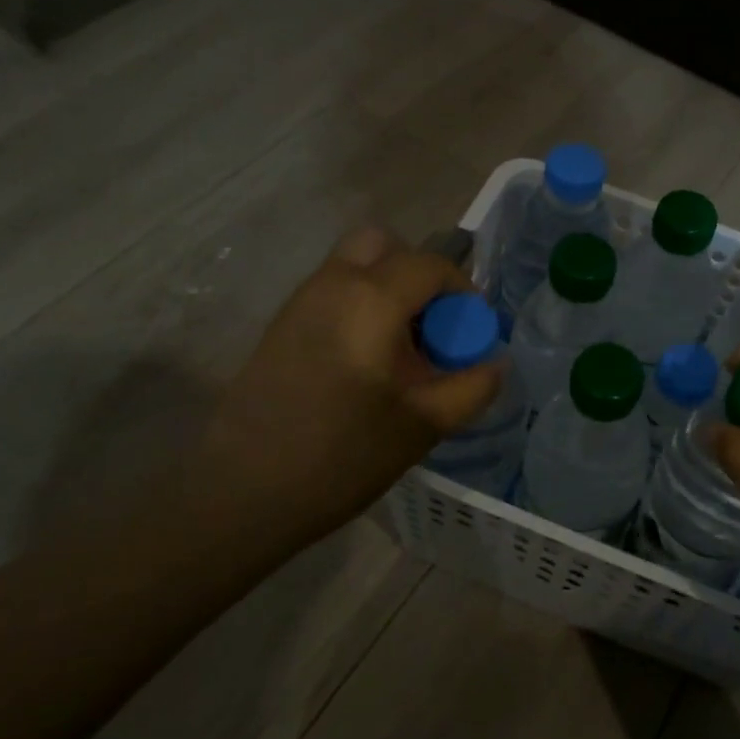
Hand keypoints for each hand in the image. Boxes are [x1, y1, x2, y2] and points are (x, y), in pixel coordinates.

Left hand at [183, 227, 503, 549]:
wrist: (244, 493)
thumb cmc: (342, 457)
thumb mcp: (425, 426)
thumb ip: (473, 387)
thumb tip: (495, 362)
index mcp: (371, 300)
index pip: (431, 265)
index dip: (462, 291)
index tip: (470, 333)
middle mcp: (332, 284)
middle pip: (385, 245)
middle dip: (419, 274)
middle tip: (431, 326)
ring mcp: (300, 301)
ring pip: (355, 266)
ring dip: (388, 289)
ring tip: (401, 351)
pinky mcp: (280, 325)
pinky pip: (332, 292)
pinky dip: (361, 305)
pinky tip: (365, 364)